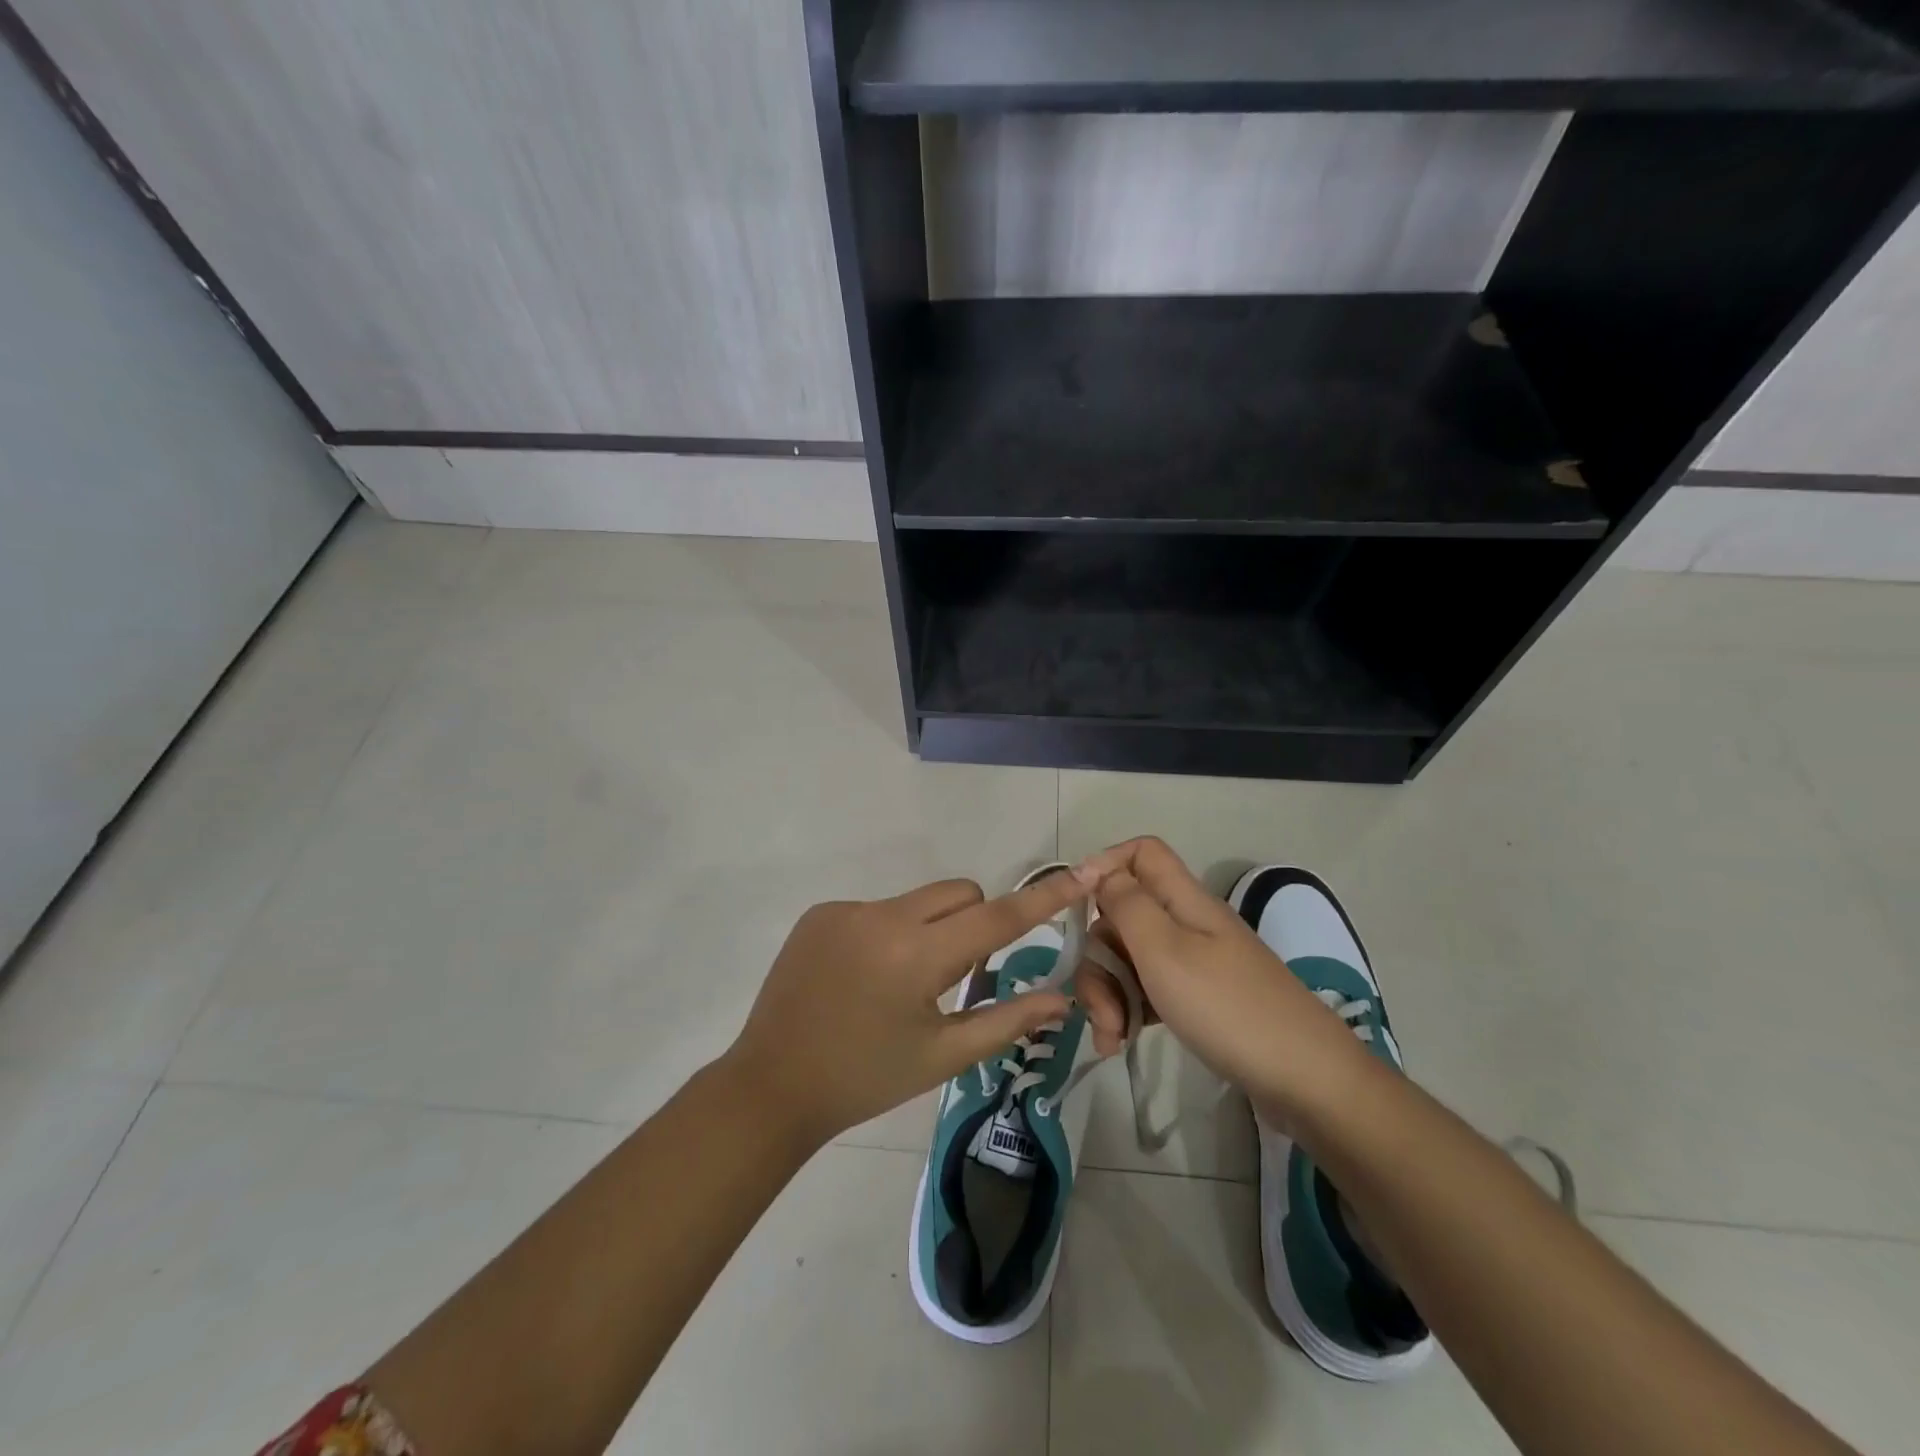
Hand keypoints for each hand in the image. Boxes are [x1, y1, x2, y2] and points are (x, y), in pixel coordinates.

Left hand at [724, 873, 1087, 1145]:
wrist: (771, 1086)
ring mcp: (846, 910)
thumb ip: (1006, 1021)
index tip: (1078, 874)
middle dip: (974, 922)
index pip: (996, 917)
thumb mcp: (942, 1056)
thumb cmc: (865, 1079)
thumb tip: (1062, 998)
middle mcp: (882, 917)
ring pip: (917, 901)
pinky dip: (888, 933)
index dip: (1041, 898)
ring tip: (898, 985)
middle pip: (958, 894)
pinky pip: (877, 909)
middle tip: (956, 976)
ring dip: (928, 930)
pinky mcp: (820, 913)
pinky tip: (862, 979)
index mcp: (916, 955)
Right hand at [1074, 838, 1365, 1117]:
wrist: (1307, 1081)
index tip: (1076, 907)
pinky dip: (1128, 1011)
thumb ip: (1126, 903)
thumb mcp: (1164, 949)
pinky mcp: (1198, 999)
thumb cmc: (1228, 1008)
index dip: (1105, 866)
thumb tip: (1096, 868)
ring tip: (1111, 1038)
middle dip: (1098, 957)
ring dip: (1108, 993)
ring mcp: (1195, 963)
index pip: (1141, 853)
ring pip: (1130, 956)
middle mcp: (1187, 923)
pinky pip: (1148, 989)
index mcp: (1183, 900)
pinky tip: (1122, 1042)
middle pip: (1123, 914)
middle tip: (1099, 1008)